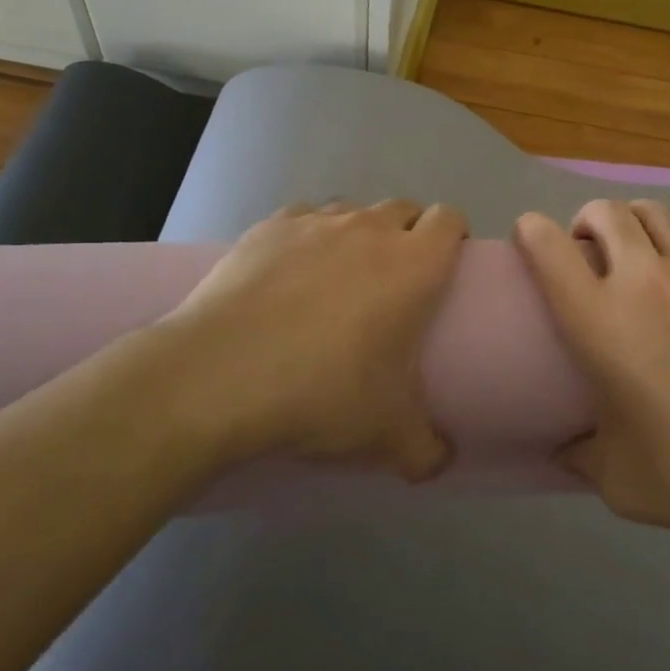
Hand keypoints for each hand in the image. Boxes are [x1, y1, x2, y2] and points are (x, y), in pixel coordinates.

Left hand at [155, 199, 467, 479]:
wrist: (217, 377)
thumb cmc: (321, 394)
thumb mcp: (385, 435)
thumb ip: (426, 451)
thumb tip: (441, 462)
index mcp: (413, 265)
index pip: (450, 218)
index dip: (452, 236)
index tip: (444, 267)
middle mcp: (370, 229)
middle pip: (405, 208)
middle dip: (408, 234)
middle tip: (394, 281)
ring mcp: (316, 222)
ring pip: (353, 210)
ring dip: (358, 233)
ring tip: (340, 277)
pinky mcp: (268, 227)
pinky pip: (302, 217)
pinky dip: (307, 237)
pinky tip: (288, 273)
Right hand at [514, 199, 669, 534]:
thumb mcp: (619, 481)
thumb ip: (582, 458)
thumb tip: (563, 450)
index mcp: (599, 322)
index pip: (550, 250)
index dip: (531, 230)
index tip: (530, 235)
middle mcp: (642, 280)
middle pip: (606, 213)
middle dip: (587, 219)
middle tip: (590, 248)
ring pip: (654, 211)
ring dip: (634, 219)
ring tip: (637, 244)